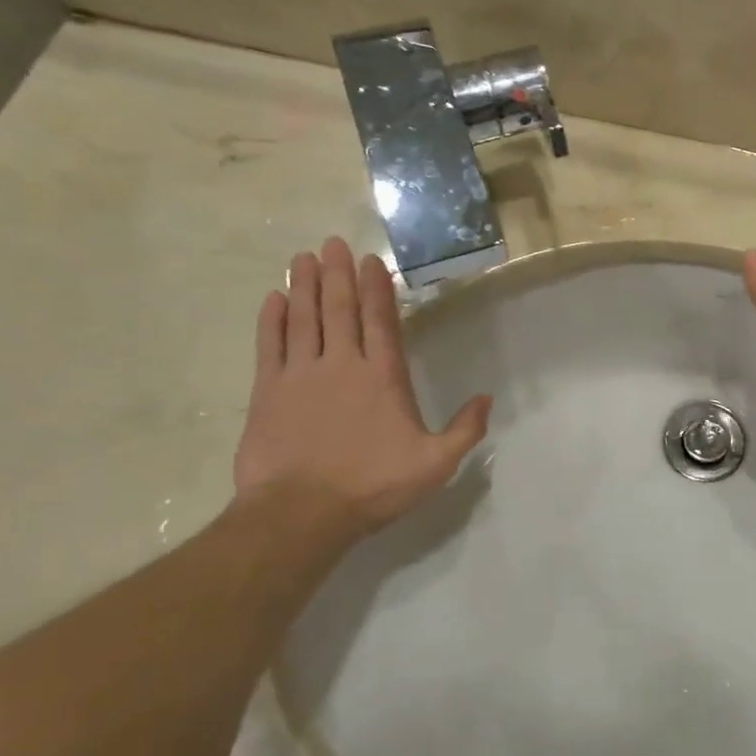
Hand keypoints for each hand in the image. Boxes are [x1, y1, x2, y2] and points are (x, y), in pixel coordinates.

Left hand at [234, 238, 489, 537]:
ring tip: (304, 257)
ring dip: (305, 286)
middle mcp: (342, 364)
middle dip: (338, 273)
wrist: (303, 513)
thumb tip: (487, 398)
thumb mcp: (435, 464)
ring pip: (303, 318)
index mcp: (383, 377)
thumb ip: (465, 429)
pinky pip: (270, 345)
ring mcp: (301, 375)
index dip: (376, 288)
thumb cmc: (374, 486)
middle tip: (333, 242)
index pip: (381, 321)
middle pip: (339, 309)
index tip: (370, 260)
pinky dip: (271, 320)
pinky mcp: (268, 392)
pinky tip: (273, 299)